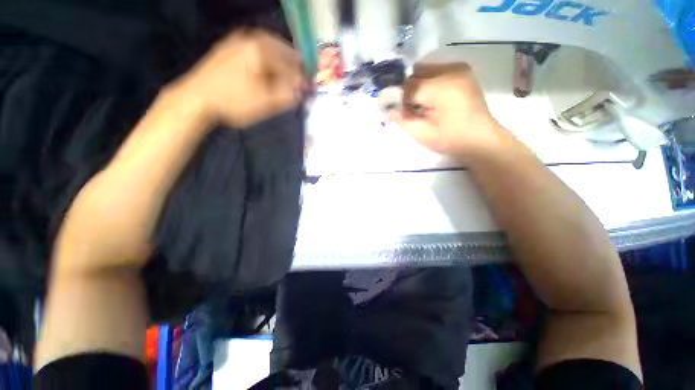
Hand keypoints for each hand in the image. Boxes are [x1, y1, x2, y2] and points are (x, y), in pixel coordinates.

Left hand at [173, 29, 306, 127]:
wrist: (197, 99)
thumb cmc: (234, 102)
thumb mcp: (266, 103)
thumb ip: (288, 95)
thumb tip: (303, 89)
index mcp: (261, 50)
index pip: (290, 64)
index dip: (302, 78)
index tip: (309, 88)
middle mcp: (250, 38)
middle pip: (281, 50)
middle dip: (293, 64)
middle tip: (301, 78)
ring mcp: (237, 41)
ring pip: (268, 48)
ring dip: (281, 60)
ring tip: (287, 74)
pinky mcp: (228, 48)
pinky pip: (255, 49)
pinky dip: (267, 58)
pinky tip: (267, 69)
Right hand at [388, 62, 510, 160]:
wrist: (481, 140)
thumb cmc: (451, 140)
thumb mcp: (422, 134)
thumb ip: (402, 119)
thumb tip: (386, 107)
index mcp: (441, 88)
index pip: (407, 86)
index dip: (397, 98)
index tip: (394, 110)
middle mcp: (451, 71)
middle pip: (415, 74)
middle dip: (408, 91)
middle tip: (410, 110)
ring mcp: (459, 68)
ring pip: (423, 70)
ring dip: (417, 86)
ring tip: (423, 105)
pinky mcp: (462, 70)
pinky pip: (435, 71)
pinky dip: (428, 83)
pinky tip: (433, 99)